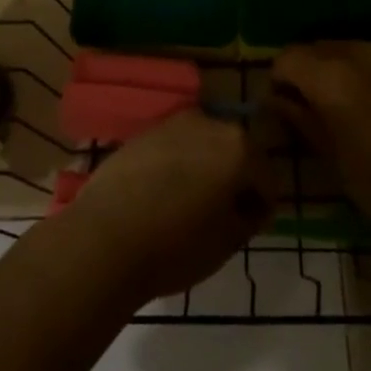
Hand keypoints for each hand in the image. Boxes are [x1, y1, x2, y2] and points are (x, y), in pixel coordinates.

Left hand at [57, 111, 276, 305]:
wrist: (103, 239)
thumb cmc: (175, 246)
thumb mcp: (227, 242)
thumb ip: (249, 218)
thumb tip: (250, 207)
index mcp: (238, 147)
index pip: (267, 177)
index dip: (264, 205)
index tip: (252, 227)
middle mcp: (208, 123)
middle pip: (235, 151)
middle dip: (236, 178)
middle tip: (225, 215)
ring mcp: (172, 124)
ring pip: (202, 145)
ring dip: (205, 168)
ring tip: (192, 204)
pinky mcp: (142, 134)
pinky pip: (173, 148)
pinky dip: (177, 165)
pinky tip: (164, 195)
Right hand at [270, 43, 370, 233]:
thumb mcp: (330, 155)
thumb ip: (301, 118)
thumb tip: (278, 100)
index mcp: (332, 77)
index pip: (290, 57)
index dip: (279, 78)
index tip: (282, 102)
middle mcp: (362, 55)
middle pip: (320, 46)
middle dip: (309, 68)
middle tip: (311, 102)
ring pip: (353, 48)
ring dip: (341, 66)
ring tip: (348, 101)